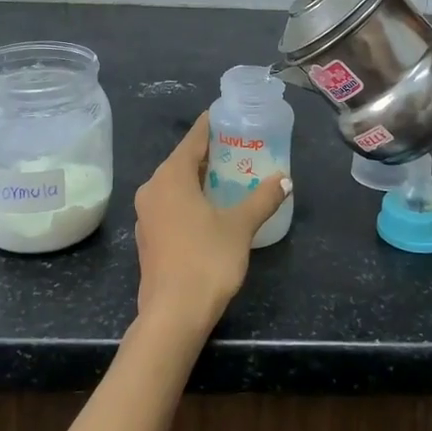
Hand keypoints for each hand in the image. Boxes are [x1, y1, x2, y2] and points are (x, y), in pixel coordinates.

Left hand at [133, 112, 291, 340]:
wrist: (173, 315)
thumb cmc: (206, 260)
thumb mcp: (240, 226)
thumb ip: (262, 199)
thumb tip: (284, 180)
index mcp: (170, 176)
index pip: (193, 139)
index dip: (212, 125)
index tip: (229, 115)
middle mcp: (152, 188)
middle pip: (183, 160)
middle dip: (210, 153)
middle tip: (240, 146)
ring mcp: (147, 214)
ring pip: (176, 184)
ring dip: (200, 178)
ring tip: (230, 175)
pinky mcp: (149, 236)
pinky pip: (171, 204)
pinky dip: (190, 198)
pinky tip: (212, 207)